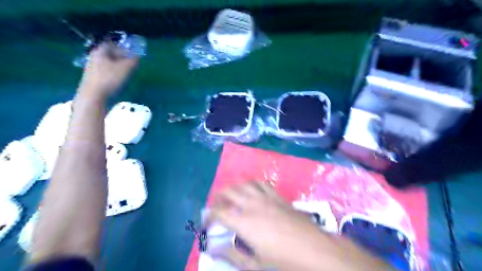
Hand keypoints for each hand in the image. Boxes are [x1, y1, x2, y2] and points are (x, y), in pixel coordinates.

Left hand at [77, 43, 137, 98]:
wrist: (93, 94)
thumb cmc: (109, 78)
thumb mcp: (125, 69)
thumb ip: (132, 61)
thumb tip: (137, 56)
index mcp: (100, 51)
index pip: (112, 45)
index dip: (122, 48)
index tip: (131, 54)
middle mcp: (94, 56)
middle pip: (109, 54)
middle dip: (120, 57)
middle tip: (130, 63)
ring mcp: (91, 67)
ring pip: (107, 63)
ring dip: (116, 66)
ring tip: (125, 72)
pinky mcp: (92, 77)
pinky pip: (104, 71)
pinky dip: (112, 72)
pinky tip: (117, 79)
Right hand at [205, 182, 393, 270]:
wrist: (314, 250)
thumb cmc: (283, 261)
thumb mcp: (255, 264)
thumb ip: (232, 255)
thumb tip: (213, 249)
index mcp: (244, 222)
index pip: (219, 212)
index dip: (209, 216)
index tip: (207, 223)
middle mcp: (252, 204)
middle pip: (229, 192)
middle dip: (218, 197)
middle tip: (215, 206)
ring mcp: (266, 198)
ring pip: (244, 184)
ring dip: (234, 187)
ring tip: (230, 195)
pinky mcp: (277, 196)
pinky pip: (261, 183)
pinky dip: (252, 183)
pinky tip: (251, 190)